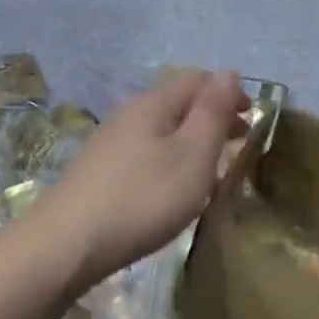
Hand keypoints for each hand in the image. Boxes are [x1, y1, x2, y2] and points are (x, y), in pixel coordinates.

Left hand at [31, 69, 245, 287]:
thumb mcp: (192, 154)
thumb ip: (212, 113)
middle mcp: (129, 113)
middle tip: (238, 145)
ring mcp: (110, 143)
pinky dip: (169, 161)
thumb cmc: (142, 198)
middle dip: (212, 118)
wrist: (66, 246)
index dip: (228, 93)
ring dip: (191, 142)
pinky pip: (145, 153)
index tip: (252, 120)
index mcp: (153, 103)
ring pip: (161, 130)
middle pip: (178, 103)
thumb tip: (229, 72)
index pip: (197, 79)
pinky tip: (171, 189)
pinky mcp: (99, 172)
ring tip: (210, 171)